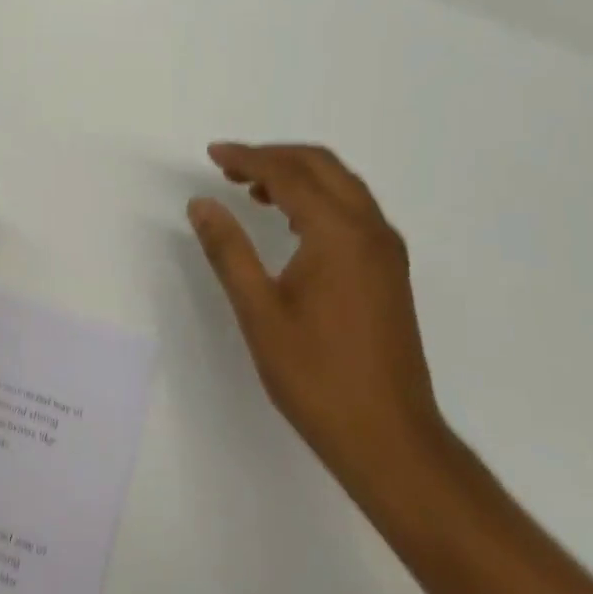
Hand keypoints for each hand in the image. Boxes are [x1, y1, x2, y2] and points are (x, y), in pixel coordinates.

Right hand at [188, 142, 445, 495]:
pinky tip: (291, 222)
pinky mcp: (390, 270)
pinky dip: (319, 197)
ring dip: (297, 175)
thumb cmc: (317, 376)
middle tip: (229, 166)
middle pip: (321, 165)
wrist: (391, 439)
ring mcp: (386, 249)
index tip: (212, 154)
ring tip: (252, 189)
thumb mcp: (259, 311)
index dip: (247, 158)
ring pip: (341, 184)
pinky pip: (353, 208)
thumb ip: (229, 250)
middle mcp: (370, 229)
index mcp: (339, 233)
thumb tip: (201, 203)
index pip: (288, 174)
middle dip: (274, 156)